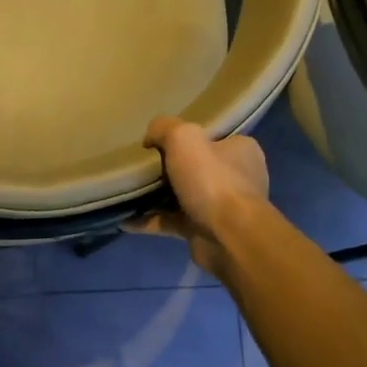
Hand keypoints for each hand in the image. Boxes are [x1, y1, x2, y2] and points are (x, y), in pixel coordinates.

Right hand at [131, 116, 269, 271]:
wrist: (229, 238)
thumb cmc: (212, 181)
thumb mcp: (184, 137)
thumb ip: (164, 128)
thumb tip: (150, 138)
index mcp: (240, 150)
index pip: (211, 137)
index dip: (185, 137)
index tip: (158, 141)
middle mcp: (235, 177)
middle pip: (194, 166)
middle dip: (167, 168)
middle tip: (140, 166)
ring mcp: (221, 207)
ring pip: (181, 196)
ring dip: (155, 196)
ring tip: (127, 191)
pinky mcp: (204, 231)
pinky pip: (171, 222)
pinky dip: (150, 221)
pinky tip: (126, 220)